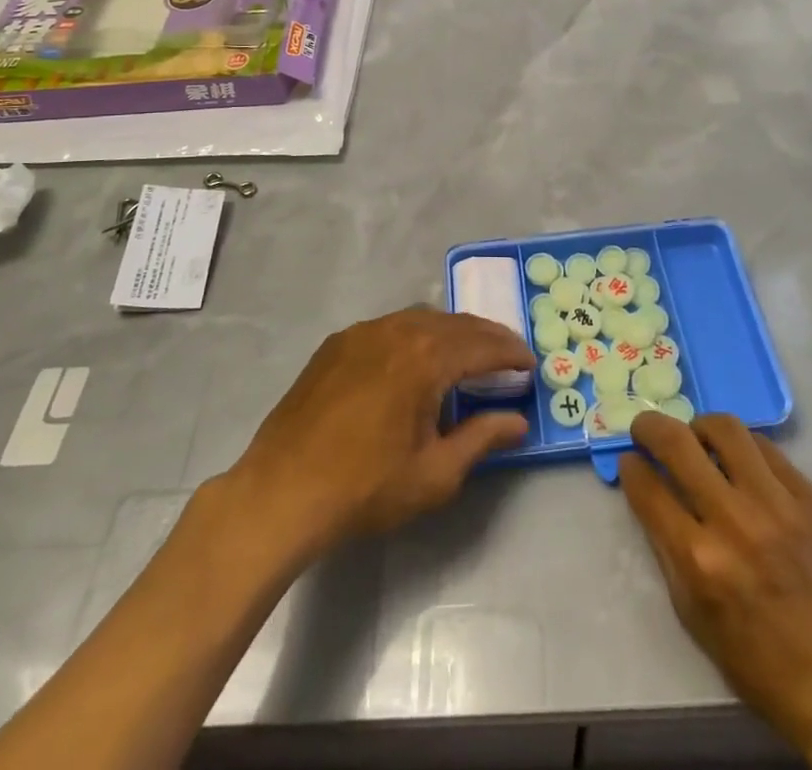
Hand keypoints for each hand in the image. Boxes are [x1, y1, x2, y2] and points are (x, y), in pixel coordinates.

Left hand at [224, 308, 532, 556]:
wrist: (281, 492)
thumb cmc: (365, 488)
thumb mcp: (435, 474)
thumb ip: (481, 440)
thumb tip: (517, 422)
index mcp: (426, 357)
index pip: (483, 345)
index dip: (512, 353)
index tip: (531, 364)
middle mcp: (398, 330)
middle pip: (455, 324)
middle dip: (487, 337)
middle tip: (508, 355)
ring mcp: (363, 332)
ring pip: (421, 319)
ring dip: (451, 332)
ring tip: (468, 354)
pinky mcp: (337, 343)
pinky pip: (390, 327)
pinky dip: (416, 335)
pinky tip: (416, 359)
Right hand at [620, 413, 811, 760]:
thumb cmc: (761, 663)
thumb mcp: (695, 617)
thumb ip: (666, 549)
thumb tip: (648, 491)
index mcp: (699, 561)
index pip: (647, 488)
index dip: (631, 467)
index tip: (629, 461)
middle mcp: (733, 521)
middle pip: (677, 443)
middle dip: (650, 427)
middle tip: (645, 429)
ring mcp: (776, 503)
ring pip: (724, 428)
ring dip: (699, 426)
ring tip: (696, 438)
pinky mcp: (809, 496)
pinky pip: (765, 447)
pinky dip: (742, 446)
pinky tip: (739, 459)